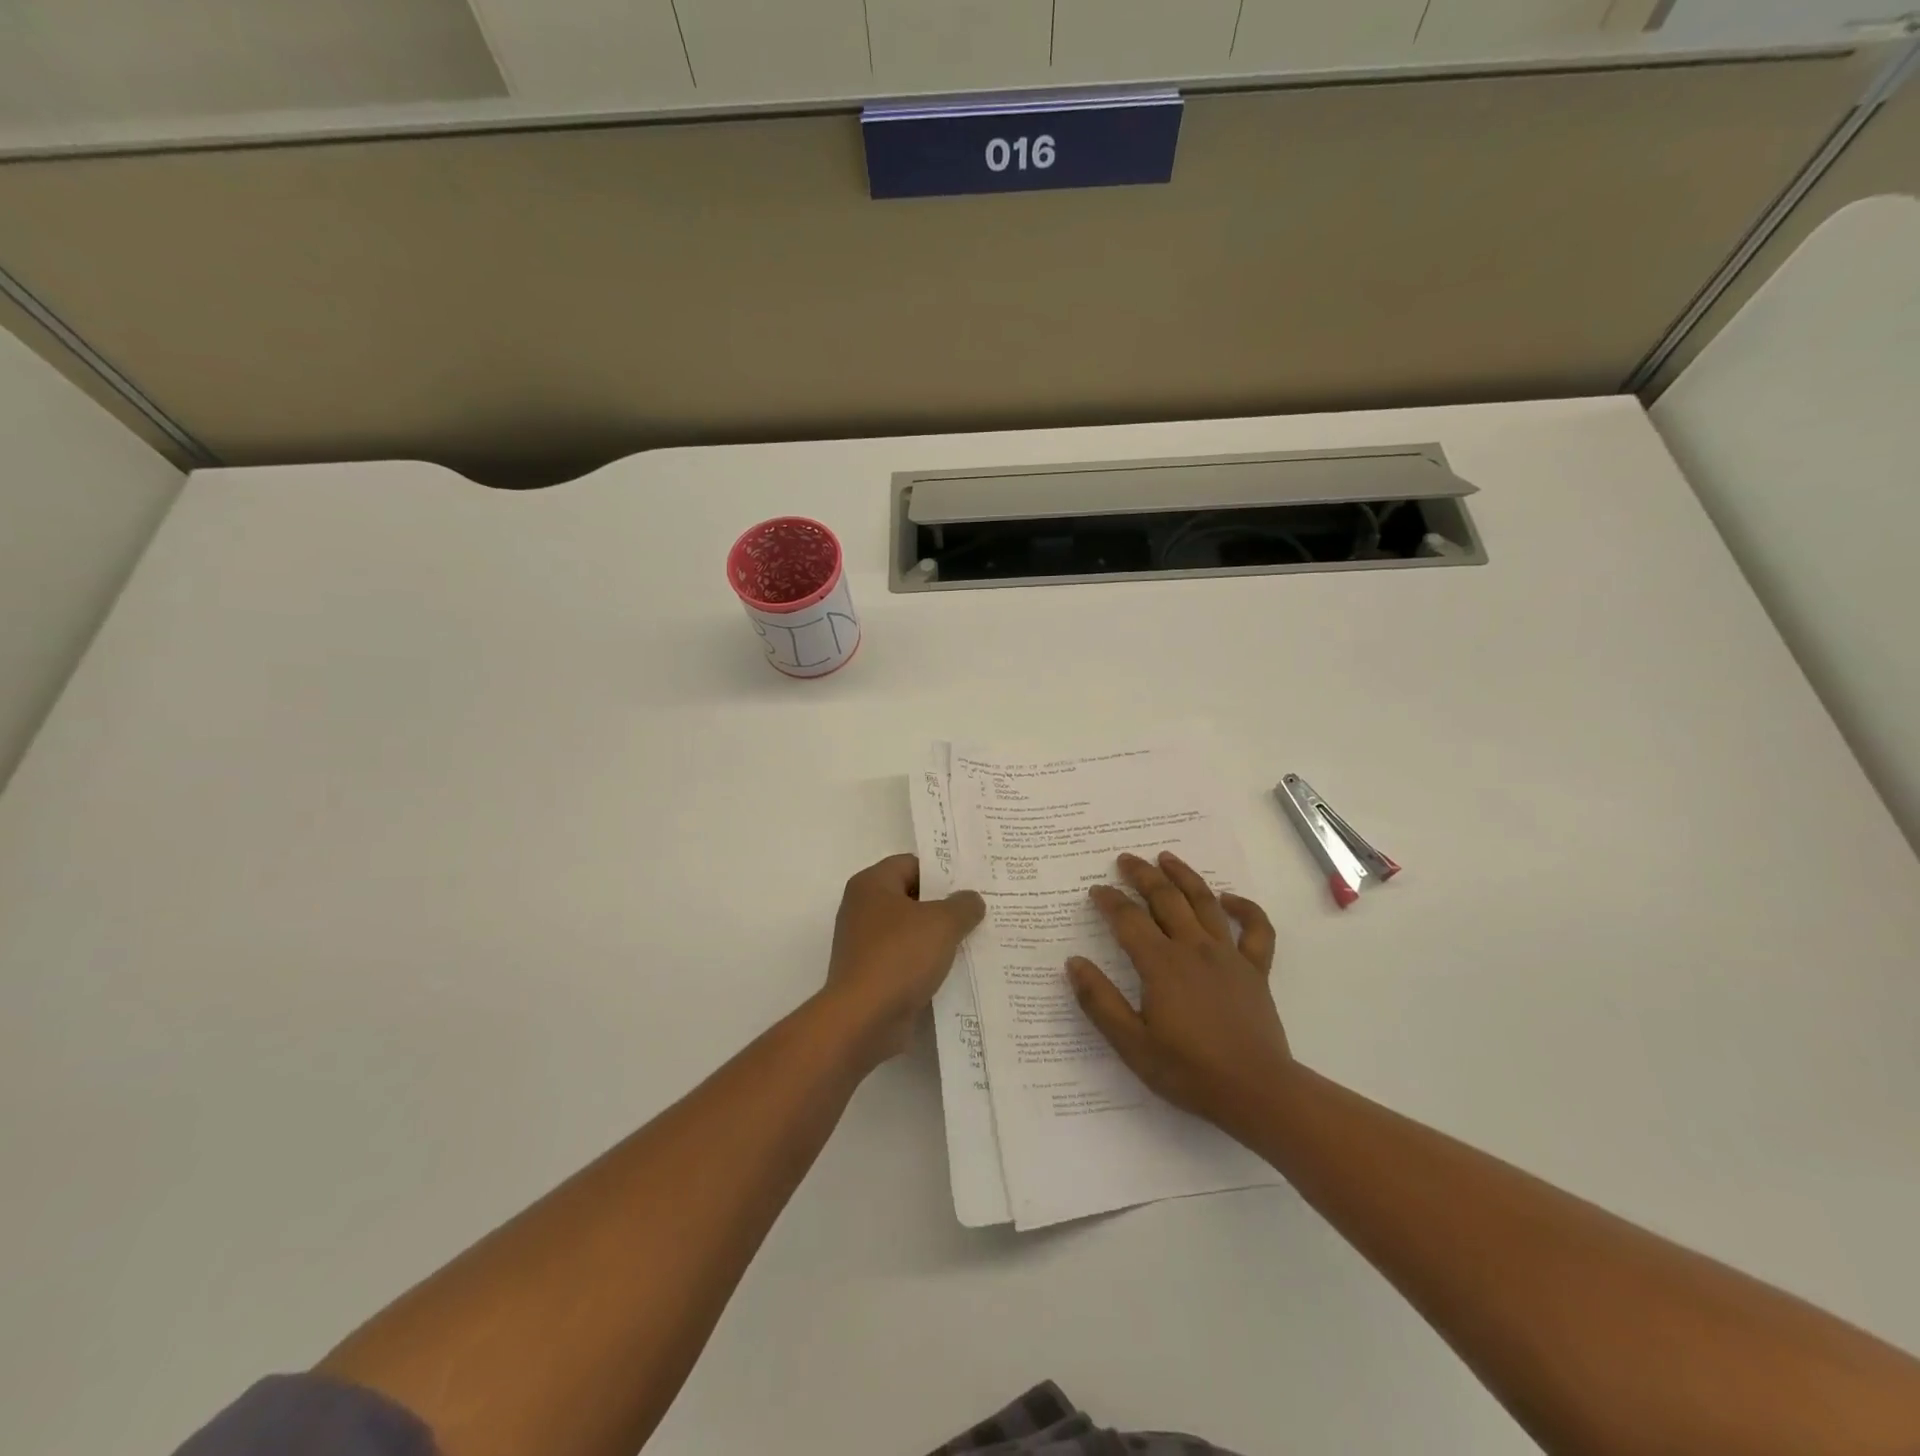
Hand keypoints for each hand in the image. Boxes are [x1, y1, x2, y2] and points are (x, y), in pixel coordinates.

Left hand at [822, 854, 984, 1066]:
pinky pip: (906, 960)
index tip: (972, 884)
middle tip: (980, 911)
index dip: (942, 872)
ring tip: (975, 941)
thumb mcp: (942, 923)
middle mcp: (863, 909)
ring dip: (938, 938)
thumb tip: (971, 900)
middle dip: (945, 906)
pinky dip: (927, 964)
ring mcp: (865, 945)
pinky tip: (956, 971)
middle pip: (911, 898)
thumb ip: (963, 905)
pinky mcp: (871, 975)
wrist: (863, 1020)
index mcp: (872, 885)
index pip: (911, 864)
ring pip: (911, 932)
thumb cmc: (899, 957)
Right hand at [1068, 851, 1291, 1135]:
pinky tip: (1229, 899)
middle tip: (1125, 860)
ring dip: (1184, 876)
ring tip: (1166, 857)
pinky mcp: (1255, 970)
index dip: (1109, 901)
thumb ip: (1100, 1001)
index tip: (1096, 890)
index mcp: (1161, 964)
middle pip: (1165, 898)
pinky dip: (1244, 908)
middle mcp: (1193, 948)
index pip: (1128, 919)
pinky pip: (1255, 929)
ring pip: (1204, 902)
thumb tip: (1074, 963)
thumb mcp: (1131, 1044)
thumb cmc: (1188, 1070)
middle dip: (1142, 875)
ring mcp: (1228, 955)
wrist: (1256, 1092)